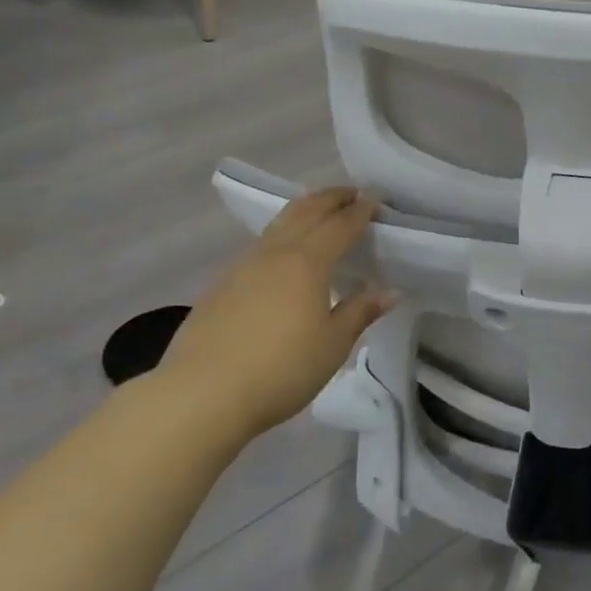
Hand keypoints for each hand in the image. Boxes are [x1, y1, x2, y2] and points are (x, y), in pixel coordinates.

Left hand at [149, 189, 394, 447]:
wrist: (201, 395)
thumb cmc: (281, 370)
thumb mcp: (332, 345)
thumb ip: (360, 312)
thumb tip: (390, 291)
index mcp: (307, 263)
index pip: (340, 225)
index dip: (360, 211)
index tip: (376, 201)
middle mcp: (274, 254)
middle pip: (305, 211)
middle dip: (330, 198)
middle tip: (351, 194)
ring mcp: (242, 267)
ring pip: (277, 225)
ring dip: (303, 212)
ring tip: (318, 215)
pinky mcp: (220, 286)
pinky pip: (258, 247)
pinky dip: (280, 237)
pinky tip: (282, 258)